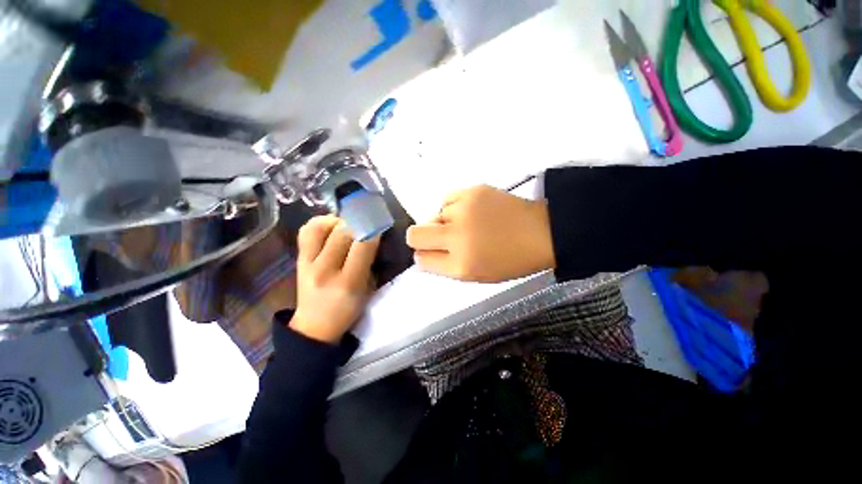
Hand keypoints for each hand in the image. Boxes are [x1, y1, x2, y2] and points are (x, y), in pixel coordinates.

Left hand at [290, 215, 379, 342]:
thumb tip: (371, 235)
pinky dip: (320, 224)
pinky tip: (330, 227)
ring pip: (321, 228)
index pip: (363, 246)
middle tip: (366, 223)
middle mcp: (325, 270)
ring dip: (338, 221)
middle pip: (342, 233)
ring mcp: (307, 264)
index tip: (380, 225)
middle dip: (359, 223)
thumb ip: (370, 262)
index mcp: (348, 283)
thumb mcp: (367, 290)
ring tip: (347, 225)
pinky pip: (306, 232)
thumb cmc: (347, 310)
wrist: (314, 326)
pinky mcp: (298, 260)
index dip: (373, 231)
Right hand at [406, 185, 554, 281]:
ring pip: (433, 215)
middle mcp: (457, 236)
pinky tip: (469, 211)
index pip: (421, 259)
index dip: (424, 256)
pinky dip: (452, 208)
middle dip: (421, 238)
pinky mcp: (472, 191)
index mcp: (460, 264)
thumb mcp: (476, 275)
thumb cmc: (510, 260)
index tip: (433, 253)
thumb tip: (421, 255)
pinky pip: (446, 200)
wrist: (542, 232)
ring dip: (444, 222)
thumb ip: (444, 267)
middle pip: (414, 234)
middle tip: (442, 238)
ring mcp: (463, 210)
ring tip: (467, 224)